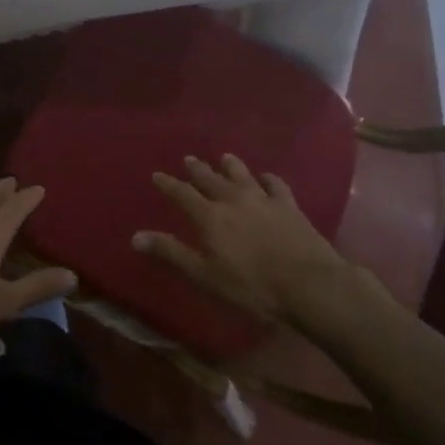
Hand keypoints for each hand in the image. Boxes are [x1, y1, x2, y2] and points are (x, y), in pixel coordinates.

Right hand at [137, 155, 348, 325]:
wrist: (309, 284)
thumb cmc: (252, 287)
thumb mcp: (205, 276)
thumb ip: (172, 253)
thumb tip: (135, 236)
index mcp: (210, 217)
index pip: (182, 194)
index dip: (168, 184)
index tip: (157, 175)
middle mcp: (233, 199)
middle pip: (210, 179)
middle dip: (197, 169)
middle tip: (189, 159)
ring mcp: (263, 199)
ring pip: (242, 174)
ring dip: (230, 165)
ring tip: (224, 157)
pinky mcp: (289, 205)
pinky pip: (275, 184)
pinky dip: (268, 178)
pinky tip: (266, 177)